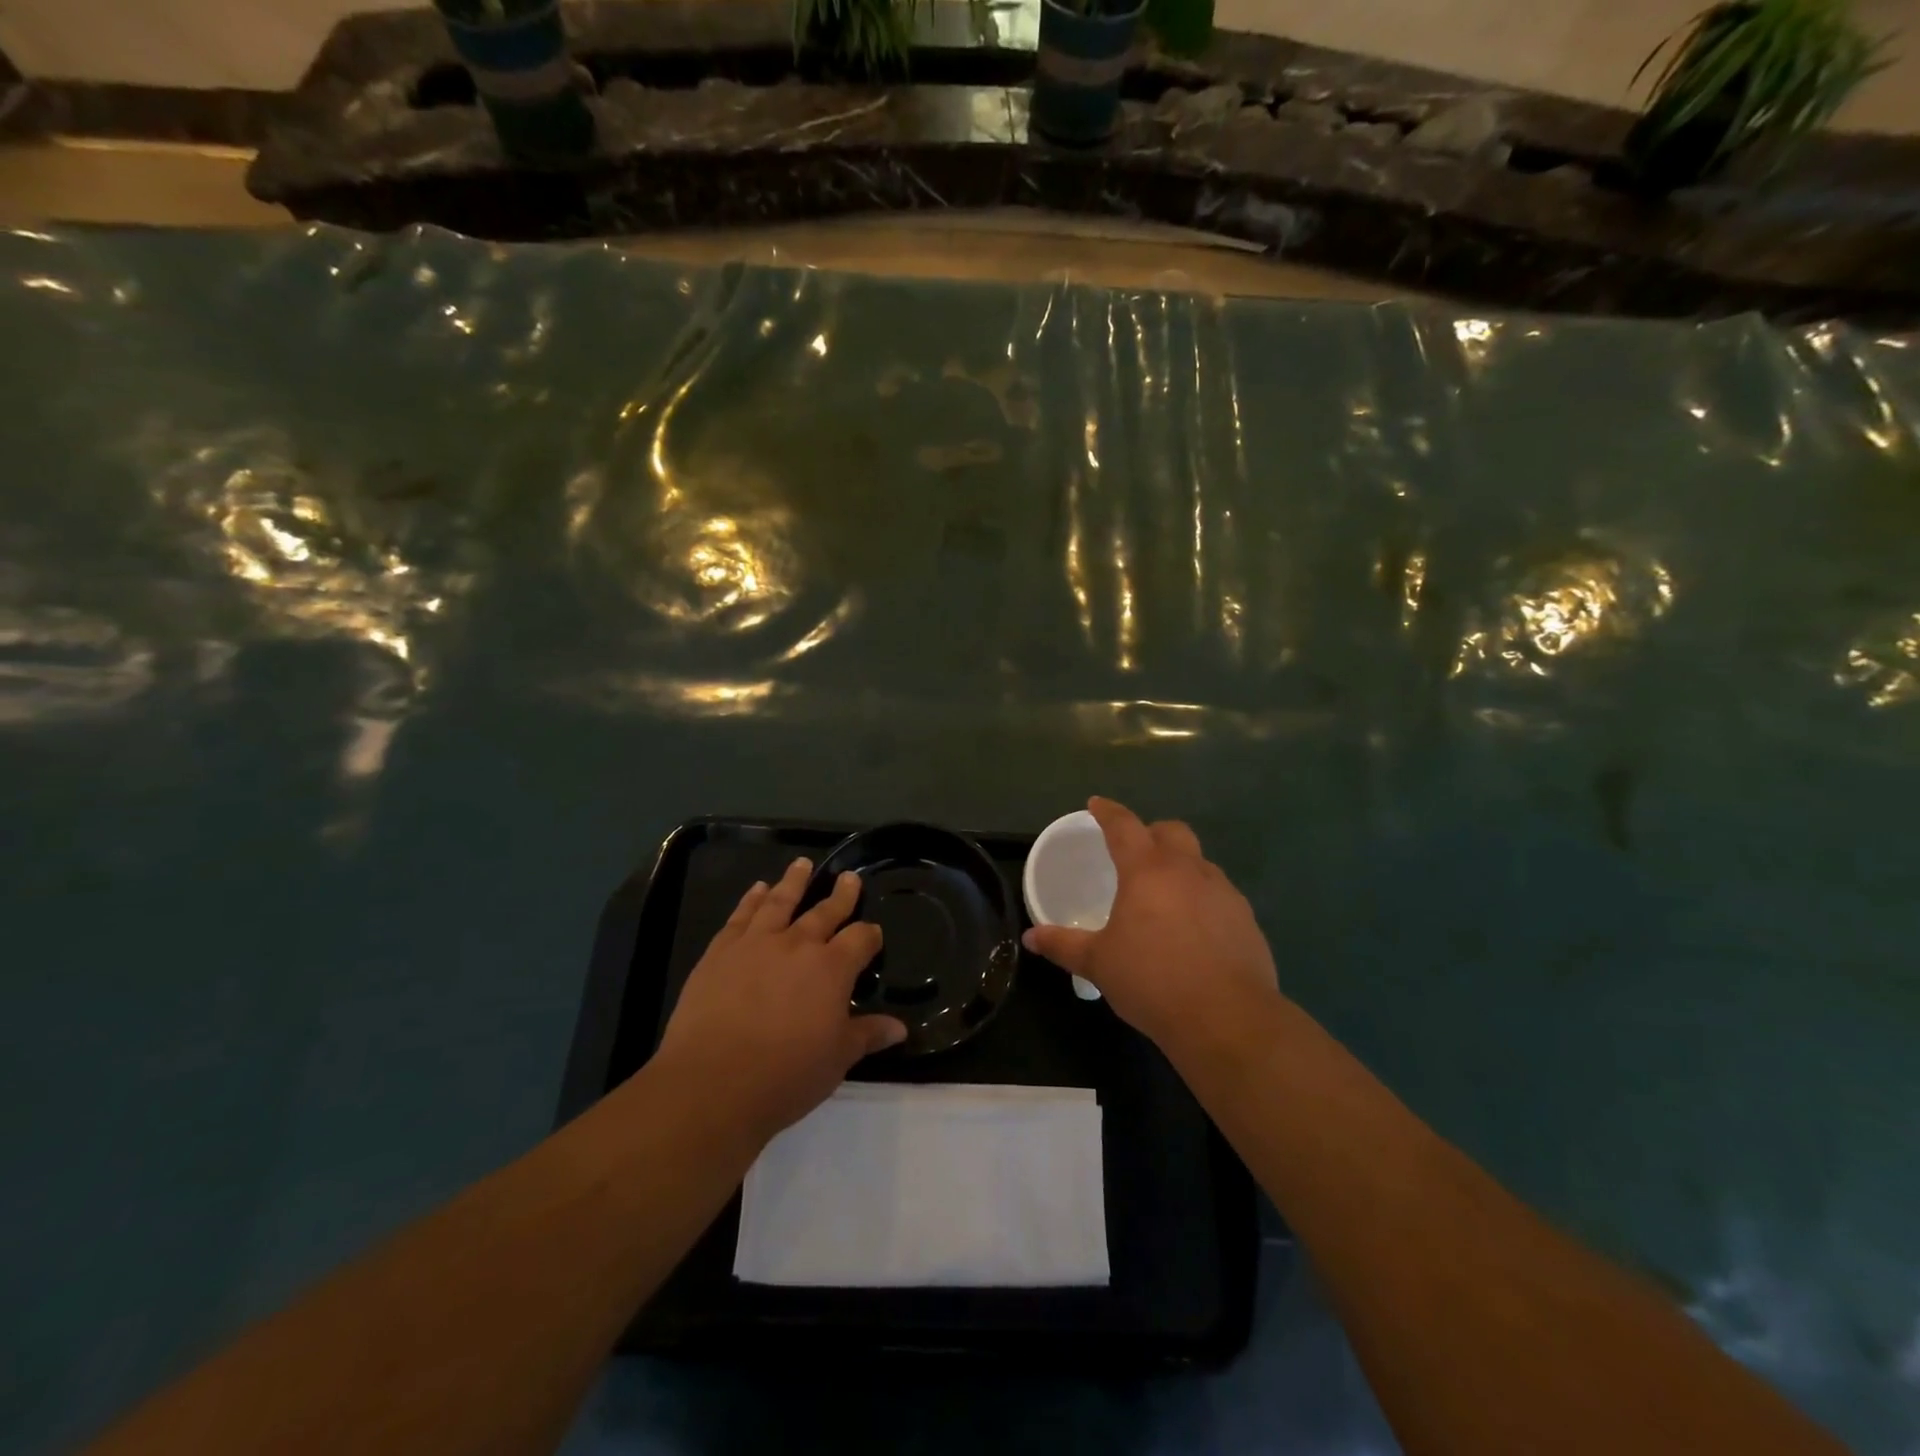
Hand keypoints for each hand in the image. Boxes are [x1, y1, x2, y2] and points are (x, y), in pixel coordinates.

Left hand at [656, 857, 905, 1142]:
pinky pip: (741, 915)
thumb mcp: (837, 1059)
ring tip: (803, 863)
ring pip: (780, 901)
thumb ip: (867, 1035)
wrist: (713, 1082)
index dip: (869, 935)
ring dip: (794, 881)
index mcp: (832, 968)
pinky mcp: (721, 950)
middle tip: (848, 877)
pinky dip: (751, 899)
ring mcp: (756, 942)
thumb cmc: (785, 1074)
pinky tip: (757, 889)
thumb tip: (900, 1028)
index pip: (860, 939)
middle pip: (825, 911)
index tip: (873, 933)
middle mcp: (798, 944)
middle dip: (840, 895)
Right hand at [1023, 797, 1280, 1060]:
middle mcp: (1188, 870)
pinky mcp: (1246, 919)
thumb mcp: (1099, 963)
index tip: (1096, 804)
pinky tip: (1193, 930)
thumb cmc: (1153, 981)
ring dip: (1180, 867)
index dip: (1108, 812)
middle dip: (1151, 833)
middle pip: (1171, 831)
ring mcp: (1223, 893)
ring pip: (1199, 862)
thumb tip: (1030, 938)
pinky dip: (1202, 899)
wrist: (1227, 1018)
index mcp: (1147, 871)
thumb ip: (1064, 945)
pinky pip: (1219, 895)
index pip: (1124, 826)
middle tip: (1134, 852)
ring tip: (1163, 897)